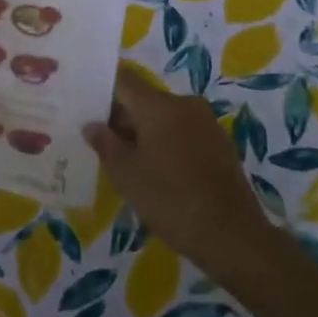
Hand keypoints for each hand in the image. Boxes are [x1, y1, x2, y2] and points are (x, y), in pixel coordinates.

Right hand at [84, 67, 269, 277]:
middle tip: (100, 143)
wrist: (233, 236)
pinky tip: (157, 172)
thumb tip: (92, 125)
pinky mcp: (220, 144)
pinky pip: (183, 132)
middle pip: (144, 99)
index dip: (102, 90)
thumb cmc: (170, 200)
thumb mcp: (126, 175)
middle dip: (121, 117)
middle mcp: (185, 104)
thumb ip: (105, 144)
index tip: (85, 108)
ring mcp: (206, 123)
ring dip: (144, 133)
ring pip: (164, 117)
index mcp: (159, 105)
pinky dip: (166, 143)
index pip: (123, 80)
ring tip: (127, 162)